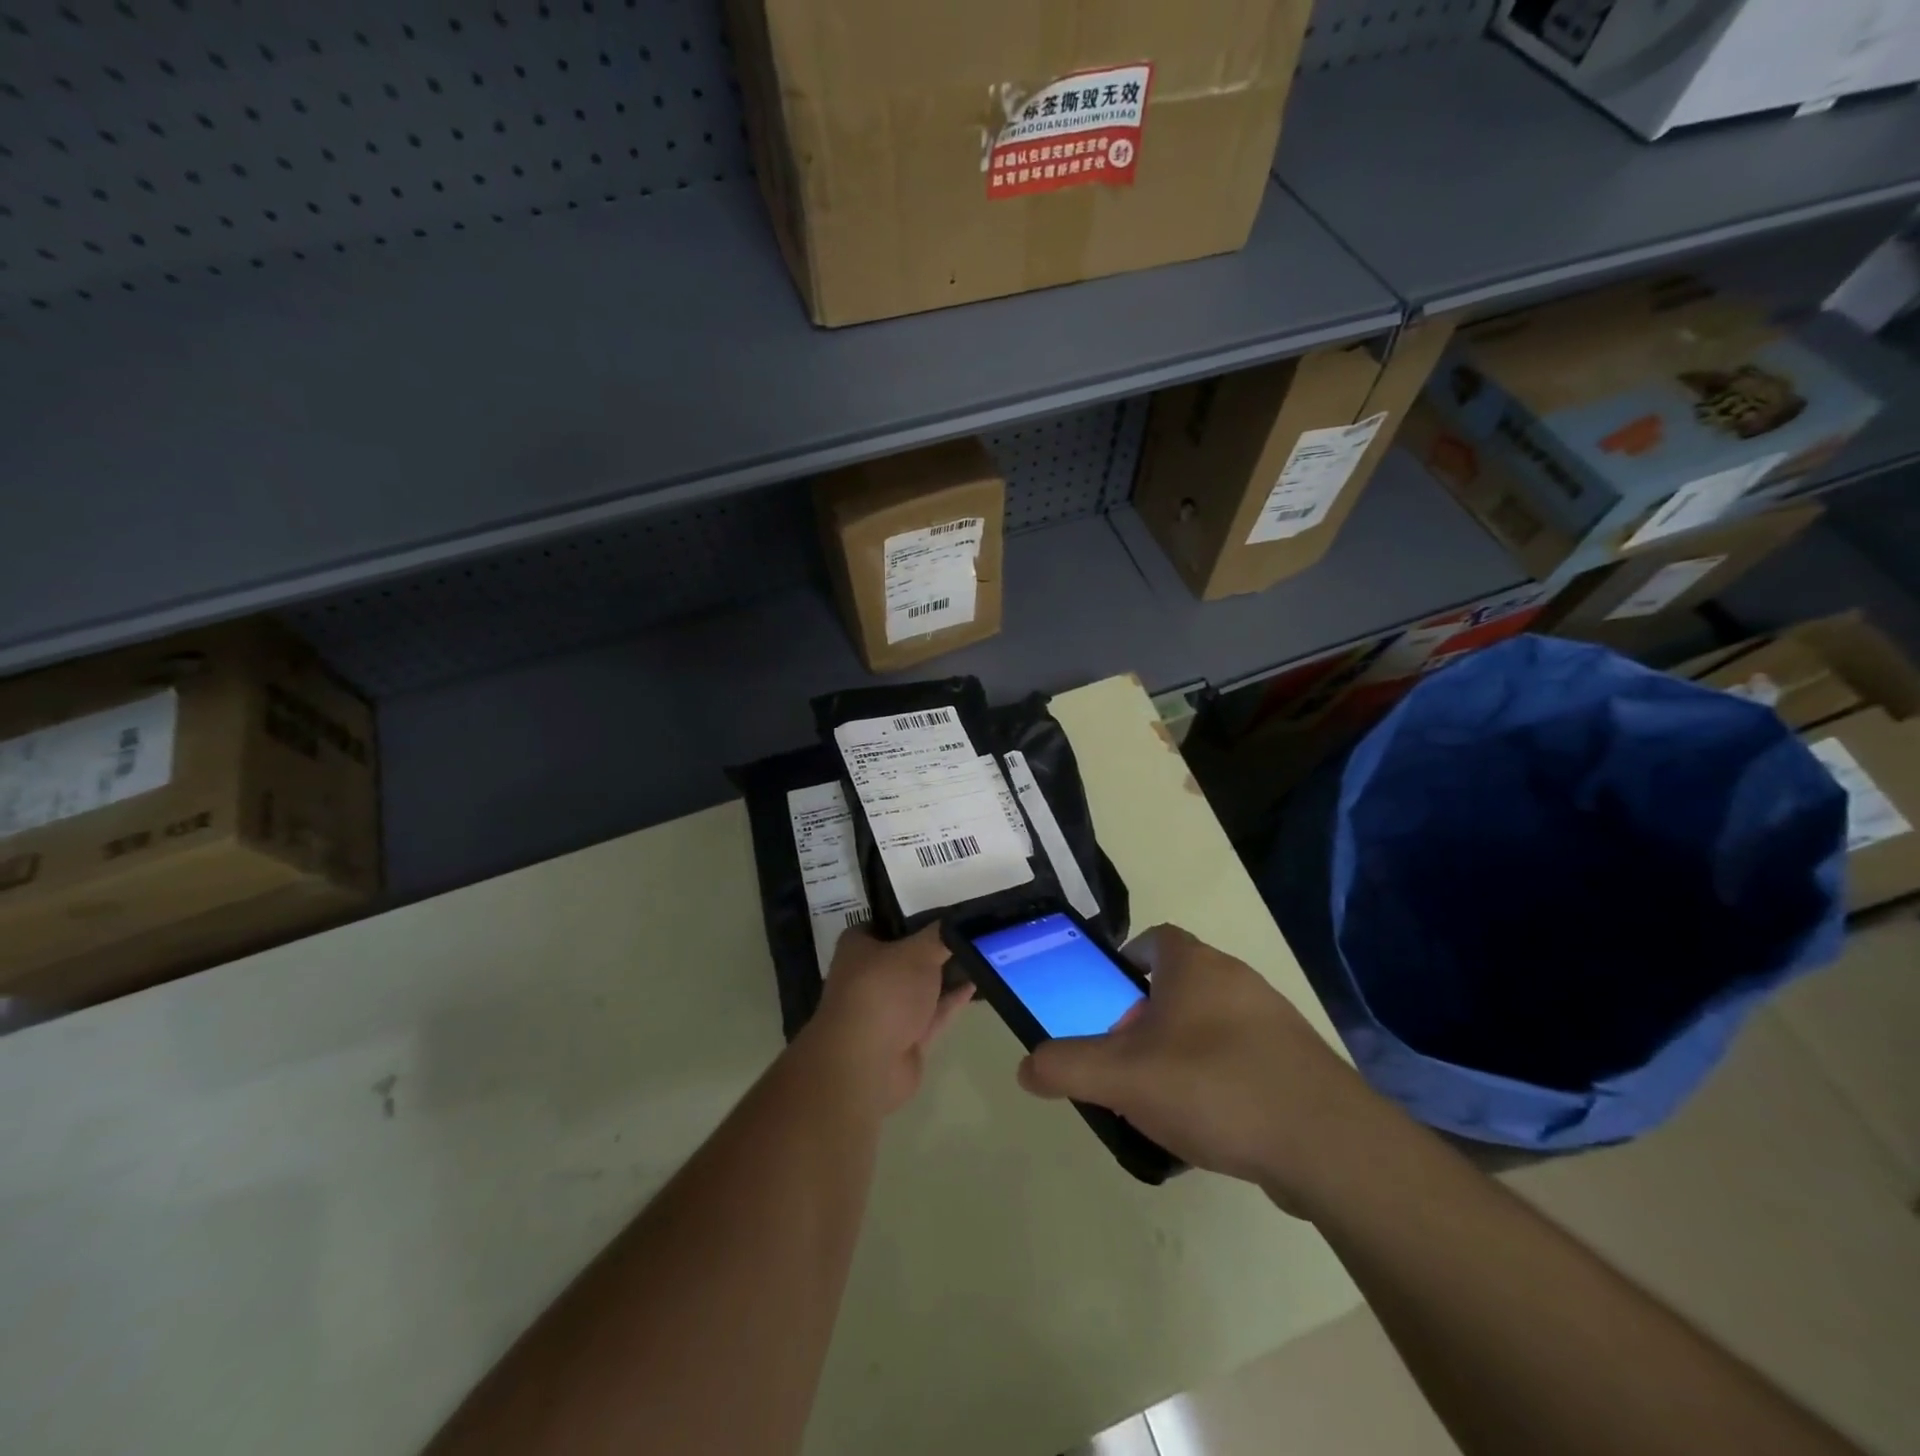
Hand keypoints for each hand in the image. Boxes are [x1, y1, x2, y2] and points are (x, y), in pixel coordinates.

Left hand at [808, 925, 972, 1114]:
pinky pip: (932, 1013)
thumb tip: (957, 921)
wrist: (869, 1064)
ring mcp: (886, 1010)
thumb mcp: (917, 952)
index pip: (883, 923)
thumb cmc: (884, 991)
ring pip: (920, 987)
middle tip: (969, 932)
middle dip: (933, 948)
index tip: (944, 912)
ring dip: (946, 975)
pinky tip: (975, 984)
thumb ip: (940, 936)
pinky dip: (951, 1000)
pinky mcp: (905, 1038)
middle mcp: (868, 976)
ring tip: (979, 956)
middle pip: (905, 956)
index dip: (911, 917)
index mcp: (858, 948)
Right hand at [1016, 925, 1384, 1207]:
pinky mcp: (1298, 1062)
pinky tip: (1211, 1123)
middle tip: (1126, 1058)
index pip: (1154, 938)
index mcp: (1195, 966)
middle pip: (1179, 983)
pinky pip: (1244, 1057)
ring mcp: (1273, 1020)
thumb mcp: (1123, 1078)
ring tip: (1163, 1098)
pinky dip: (1220, 1077)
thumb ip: (1067, 1066)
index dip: (1126, 960)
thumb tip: (1026, 1067)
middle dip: (1147, 1015)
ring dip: (1183, 1048)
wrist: (1328, 1145)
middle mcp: (1236, 979)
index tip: (1108, 998)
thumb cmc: (1215, 1087)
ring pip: (1211, 1022)